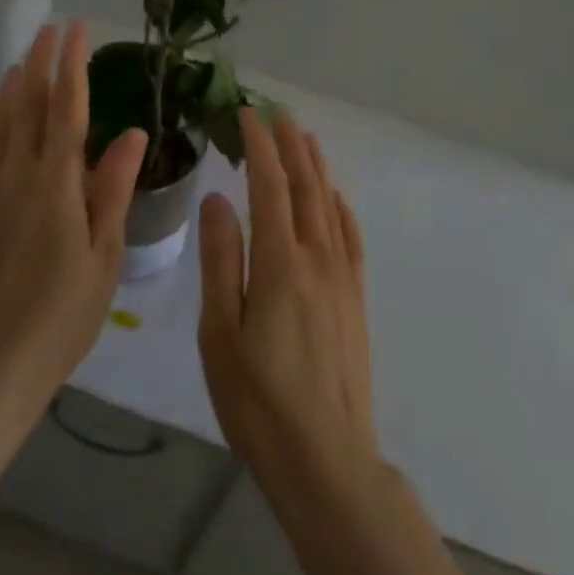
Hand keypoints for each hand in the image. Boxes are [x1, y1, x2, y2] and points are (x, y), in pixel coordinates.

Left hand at [0, 21, 147, 408]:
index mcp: (56, 183)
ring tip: (25, 59)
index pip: (67, 109)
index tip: (76, 30)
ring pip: (3, 124)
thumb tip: (133, 132)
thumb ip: (114, 188)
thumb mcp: (104, 254)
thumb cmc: (62, 312)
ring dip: (15, 87)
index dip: (72, 65)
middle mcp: (20, 175)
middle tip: (51, 29)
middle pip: (30, 106)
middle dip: (41, 63)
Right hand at [197, 108, 379, 497]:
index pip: (270, 185)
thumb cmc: (259, 401)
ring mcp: (342, 278)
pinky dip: (342, 208)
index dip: (260, 145)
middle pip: (305, 186)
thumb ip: (221, 260)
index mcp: (279, 262)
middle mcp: (316, 258)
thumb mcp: (220, 333)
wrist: (328, 462)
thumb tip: (217, 198)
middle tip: (278, 112)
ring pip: (329, 206)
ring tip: (305, 138)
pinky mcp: (356, 299)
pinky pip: (351, 238)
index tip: (248, 114)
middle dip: (290, 144)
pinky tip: (336, 199)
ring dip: (316, 167)